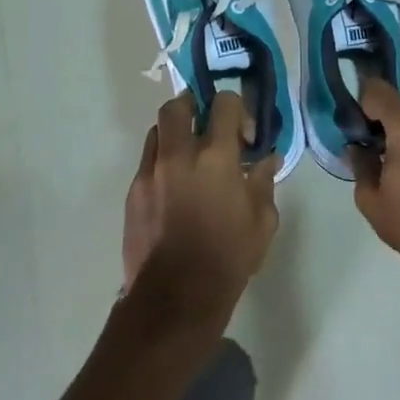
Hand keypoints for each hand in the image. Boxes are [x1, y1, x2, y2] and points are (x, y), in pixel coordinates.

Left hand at [122, 91, 279, 330]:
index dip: (236, 109)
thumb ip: (264, 182)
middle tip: (207, 126)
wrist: (176, 296)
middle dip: (194, 107)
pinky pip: (147, 161)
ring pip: (157, 130)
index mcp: (216, 157)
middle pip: (177, 105)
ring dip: (175, 134)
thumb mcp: (262, 221)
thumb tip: (267, 159)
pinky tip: (174, 187)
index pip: (224, 103)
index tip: (243, 135)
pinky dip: (162, 162)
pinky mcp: (133, 191)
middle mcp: (179, 154)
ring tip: (188, 156)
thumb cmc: (228, 257)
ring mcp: (151, 171)